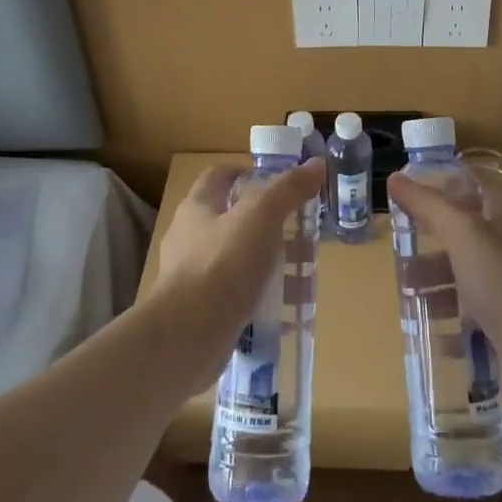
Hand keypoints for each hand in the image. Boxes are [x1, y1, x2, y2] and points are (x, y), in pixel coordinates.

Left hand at [147, 159, 323, 384]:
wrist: (186, 336)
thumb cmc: (222, 265)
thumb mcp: (261, 217)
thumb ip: (288, 189)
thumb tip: (316, 164)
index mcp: (198, 207)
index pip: (219, 176)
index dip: (248, 173)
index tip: (280, 184)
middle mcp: (189, 237)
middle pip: (232, 220)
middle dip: (268, 225)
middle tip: (301, 233)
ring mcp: (192, 277)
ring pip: (237, 261)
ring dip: (269, 265)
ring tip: (302, 276)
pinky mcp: (200, 311)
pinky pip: (236, 298)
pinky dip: (261, 300)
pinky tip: (286, 313)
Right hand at [386, 165, 501, 376]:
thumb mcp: (464, 234)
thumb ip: (429, 205)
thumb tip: (395, 178)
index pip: (475, 186)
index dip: (445, 185)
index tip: (409, 193)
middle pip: (464, 234)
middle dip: (430, 242)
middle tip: (398, 251)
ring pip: (464, 276)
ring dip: (434, 284)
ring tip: (406, 295)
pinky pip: (472, 317)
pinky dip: (451, 323)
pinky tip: (434, 334)